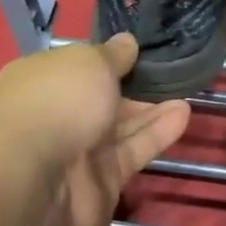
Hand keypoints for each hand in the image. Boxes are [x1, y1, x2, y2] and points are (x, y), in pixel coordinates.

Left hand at [0, 35, 189, 225]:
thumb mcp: (89, 62)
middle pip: (101, 97)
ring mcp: (77, 151)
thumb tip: (127, 43)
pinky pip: (132, 151)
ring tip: (187, 90)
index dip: (107, 58)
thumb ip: (113, 54)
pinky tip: (183, 114)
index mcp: (41, 80)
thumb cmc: (57, 103)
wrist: (38, 182)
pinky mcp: (102, 182)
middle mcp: (56, 114)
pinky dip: (156, 134)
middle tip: (171, 71)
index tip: (140, 50)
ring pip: (120, 126)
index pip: (77, 66)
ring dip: (152, 109)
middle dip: (134, 85)